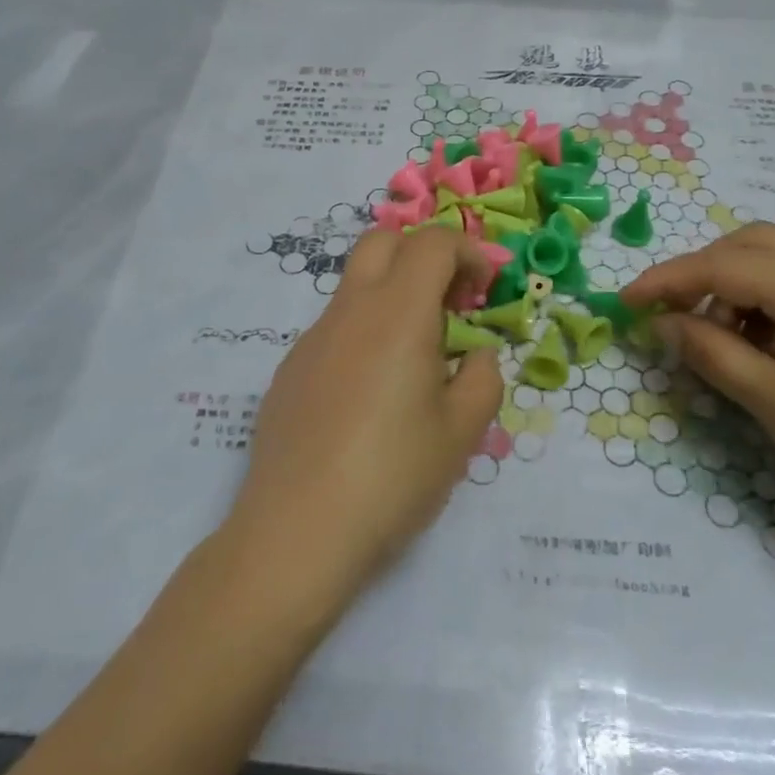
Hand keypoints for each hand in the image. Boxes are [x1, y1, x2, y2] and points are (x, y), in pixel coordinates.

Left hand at [221, 227, 503, 619]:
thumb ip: (483, 379)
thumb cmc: (392, 476)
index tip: (485, 291)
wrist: (296, 532)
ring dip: (393, 297)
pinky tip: (371, 397)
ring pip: (356, 286)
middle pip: (383, 242)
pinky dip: (364, 334)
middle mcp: (350, 310)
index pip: (433, 243)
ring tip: (416, 360)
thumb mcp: (461, 432)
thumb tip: (476, 356)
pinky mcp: (289, 370)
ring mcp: (312, 339)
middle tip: (450, 303)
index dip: (468, 253)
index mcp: (398, 313)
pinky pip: (334, 329)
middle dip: (423, 255)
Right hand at [621, 224, 774, 554]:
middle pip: (754, 243)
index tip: (626, 301)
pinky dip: (765, 299)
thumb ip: (711, 352)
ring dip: (735, 283)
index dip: (669, 279)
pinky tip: (757, 343)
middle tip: (673, 312)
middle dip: (703, 269)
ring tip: (718, 337)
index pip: (726, 266)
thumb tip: (662, 322)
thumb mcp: (772, 401)